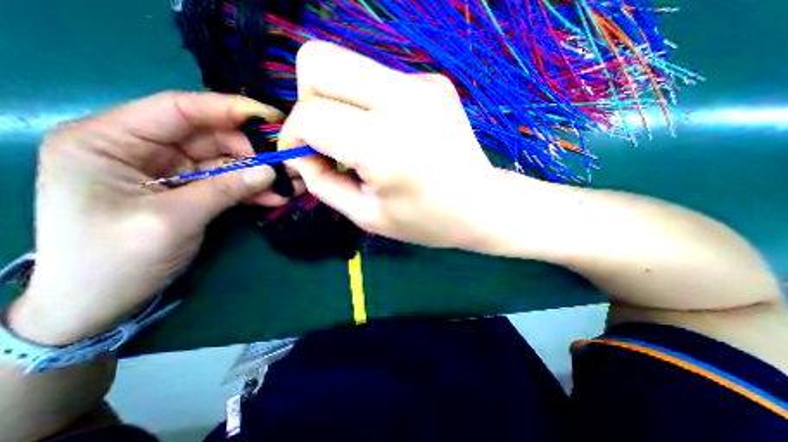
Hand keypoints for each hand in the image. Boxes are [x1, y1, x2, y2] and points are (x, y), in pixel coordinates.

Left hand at [8, 92, 292, 344]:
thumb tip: (270, 171)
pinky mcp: (192, 190)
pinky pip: (229, 183)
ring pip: (227, 162)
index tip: (271, 118)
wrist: (102, 301)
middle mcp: (144, 149)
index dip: (229, 109)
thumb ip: (224, 190)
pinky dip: (253, 189)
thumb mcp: (172, 219)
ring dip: (260, 172)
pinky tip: (278, 196)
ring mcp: (172, 171)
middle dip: (254, 150)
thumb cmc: (115, 259)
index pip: (180, 109)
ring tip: (293, 181)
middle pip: (212, 137)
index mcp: (113, 140)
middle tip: (289, 161)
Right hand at [280, 41, 501, 247]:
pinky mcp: (433, 82)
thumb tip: (301, 155)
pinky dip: (367, 103)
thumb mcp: (368, 216)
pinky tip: (389, 133)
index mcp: (385, 145)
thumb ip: (323, 184)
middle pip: (319, 61)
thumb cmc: (428, 220)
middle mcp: (403, 101)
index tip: (302, 158)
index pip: (311, 115)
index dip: (293, 136)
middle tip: (325, 138)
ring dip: (337, 100)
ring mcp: (422, 84)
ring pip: (346, 63)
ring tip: (357, 139)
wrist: (483, 205)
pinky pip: (377, 78)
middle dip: (307, 100)